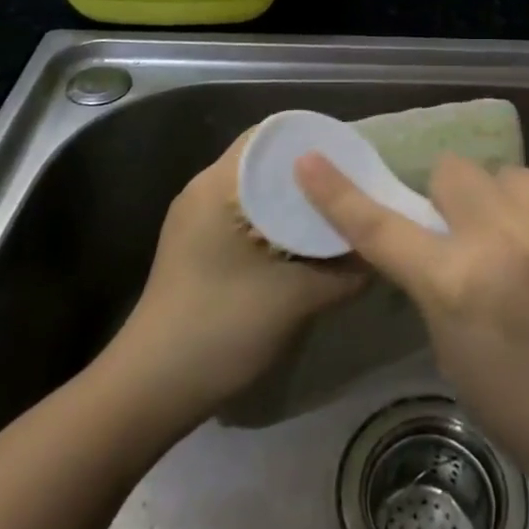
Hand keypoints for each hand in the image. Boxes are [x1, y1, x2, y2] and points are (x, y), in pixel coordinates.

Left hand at [120, 132, 363, 420]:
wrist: (149, 393)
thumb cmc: (220, 329)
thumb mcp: (296, 299)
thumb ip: (346, 271)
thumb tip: (380, 251)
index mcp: (219, 184)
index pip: (273, 135)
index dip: (316, 142)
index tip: (354, 158)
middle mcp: (204, 190)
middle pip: (267, 162)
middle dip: (312, 174)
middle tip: (356, 188)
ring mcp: (197, 220)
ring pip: (258, 191)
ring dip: (295, 201)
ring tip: (339, 213)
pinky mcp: (198, 246)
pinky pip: (246, 215)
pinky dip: (278, 222)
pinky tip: (307, 244)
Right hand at [295, 151, 528, 521]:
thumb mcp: (468, 367)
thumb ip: (444, 296)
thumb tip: (442, 251)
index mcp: (459, 288)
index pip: (380, 228)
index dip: (338, 193)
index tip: (309, 159)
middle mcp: (505, 238)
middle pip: (456, 172)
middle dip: (457, 201)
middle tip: (480, 239)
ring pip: (514, 178)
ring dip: (513, 208)